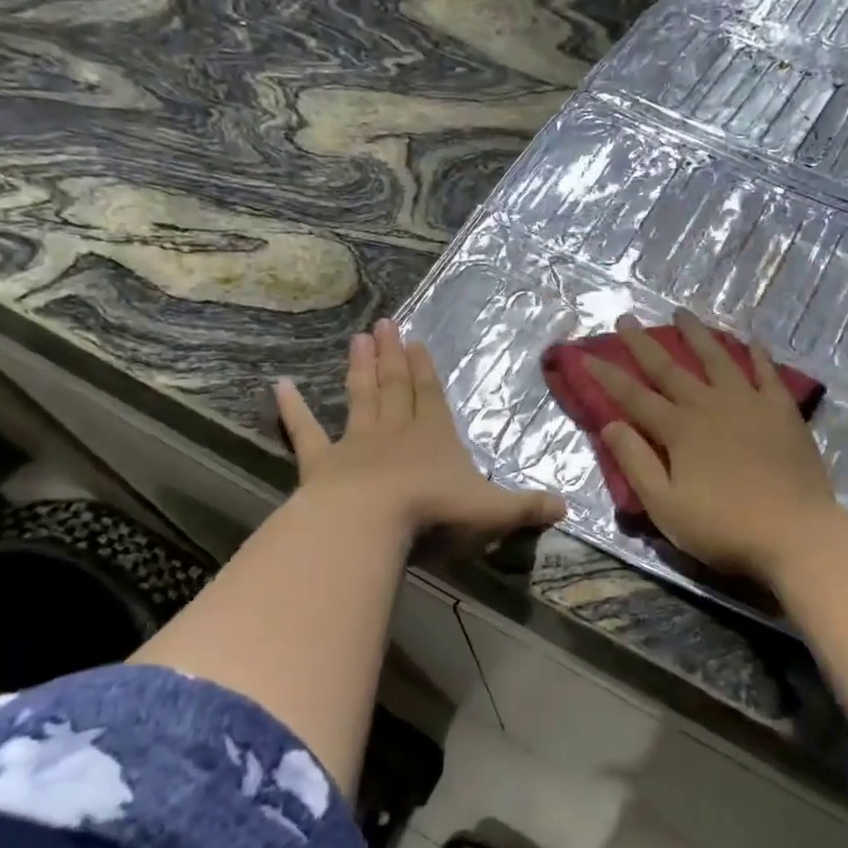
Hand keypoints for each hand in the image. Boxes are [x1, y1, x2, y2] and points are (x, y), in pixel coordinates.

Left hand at [277, 319, 564, 541]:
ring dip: (359, 369)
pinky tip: (280, 386)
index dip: (424, 369)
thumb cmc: (435, 512)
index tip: (415, 341)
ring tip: (357, 339)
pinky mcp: (321, 463)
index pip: (431, 395)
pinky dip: (292, 409)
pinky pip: (305, 431)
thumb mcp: (494, 511)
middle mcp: (395, 430)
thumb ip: (528, 507)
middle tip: (384, 324)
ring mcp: (356, 443)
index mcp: (434, 436)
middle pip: (394, 386)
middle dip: (391, 356)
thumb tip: (567, 507)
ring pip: (359, 398)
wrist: (371, 523)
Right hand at [583, 310, 842, 579]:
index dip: (607, 376)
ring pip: (717, 358)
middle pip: (669, 368)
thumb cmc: (724, 527)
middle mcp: (709, 405)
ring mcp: (749, 402)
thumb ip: (636, 463)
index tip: (586, 355)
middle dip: (643, 344)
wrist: (796, 532)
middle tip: (626, 318)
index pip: (634, 396)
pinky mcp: (782, 410)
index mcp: (679, 430)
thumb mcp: (666, 506)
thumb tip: (610, 424)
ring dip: (696, 334)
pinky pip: (766, 372)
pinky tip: (750, 339)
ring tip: (681, 313)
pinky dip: (756, 354)